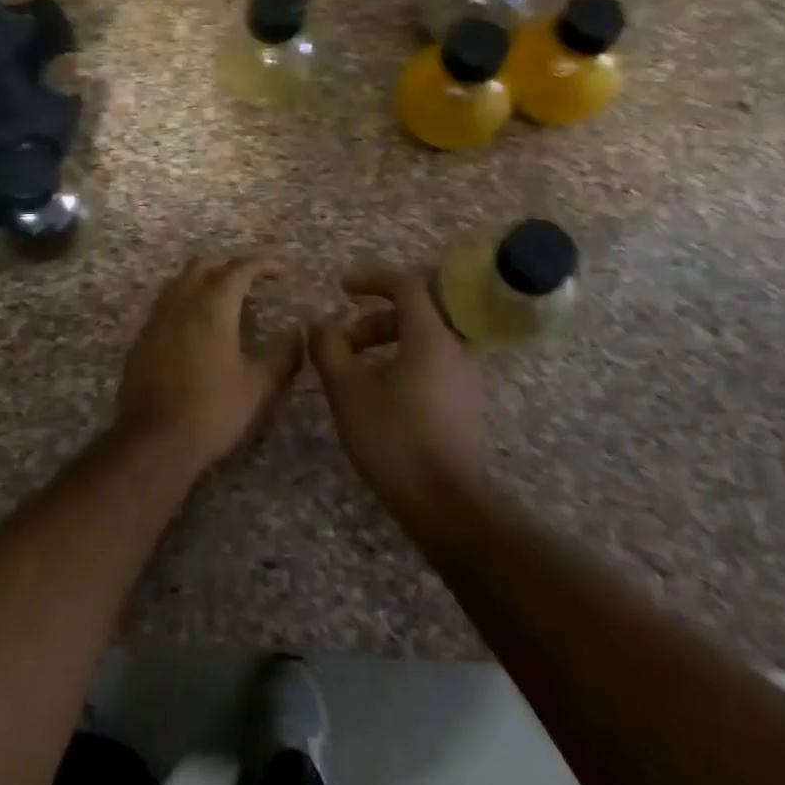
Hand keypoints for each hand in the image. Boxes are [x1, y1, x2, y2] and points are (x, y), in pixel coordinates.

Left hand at [116, 253, 304, 473]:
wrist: (152, 442)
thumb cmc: (211, 412)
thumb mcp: (258, 387)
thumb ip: (283, 356)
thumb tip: (298, 334)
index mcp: (212, 308)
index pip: (239, 269)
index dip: (263, 263)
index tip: (283, 268)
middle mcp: (181, 303)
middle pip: (204, 266)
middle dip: (231, 264)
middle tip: (254, 277)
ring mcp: (156, 319)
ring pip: (180, 281)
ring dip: (205, 278)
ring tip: (226, 296)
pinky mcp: (142, 338)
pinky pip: (166, 303)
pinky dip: (187, 299)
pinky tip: (198, 324)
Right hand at [309, 267, 488, 516]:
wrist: (446, 505)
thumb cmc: (394, 438)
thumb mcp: (347, 389)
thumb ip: (329, 347)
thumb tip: (320, 323)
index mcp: (430, 336)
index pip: (405, 285)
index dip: (371, 279)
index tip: (341, 287)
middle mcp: (454, 350)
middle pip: (412, 314)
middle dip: (370, 321)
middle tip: (340, 344)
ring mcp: (464, 379)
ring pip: (421, 342)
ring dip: (383, 345)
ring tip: (352, 373)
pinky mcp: (463, 406)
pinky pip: (430, 365)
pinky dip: (400, 364)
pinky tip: (376, 396)